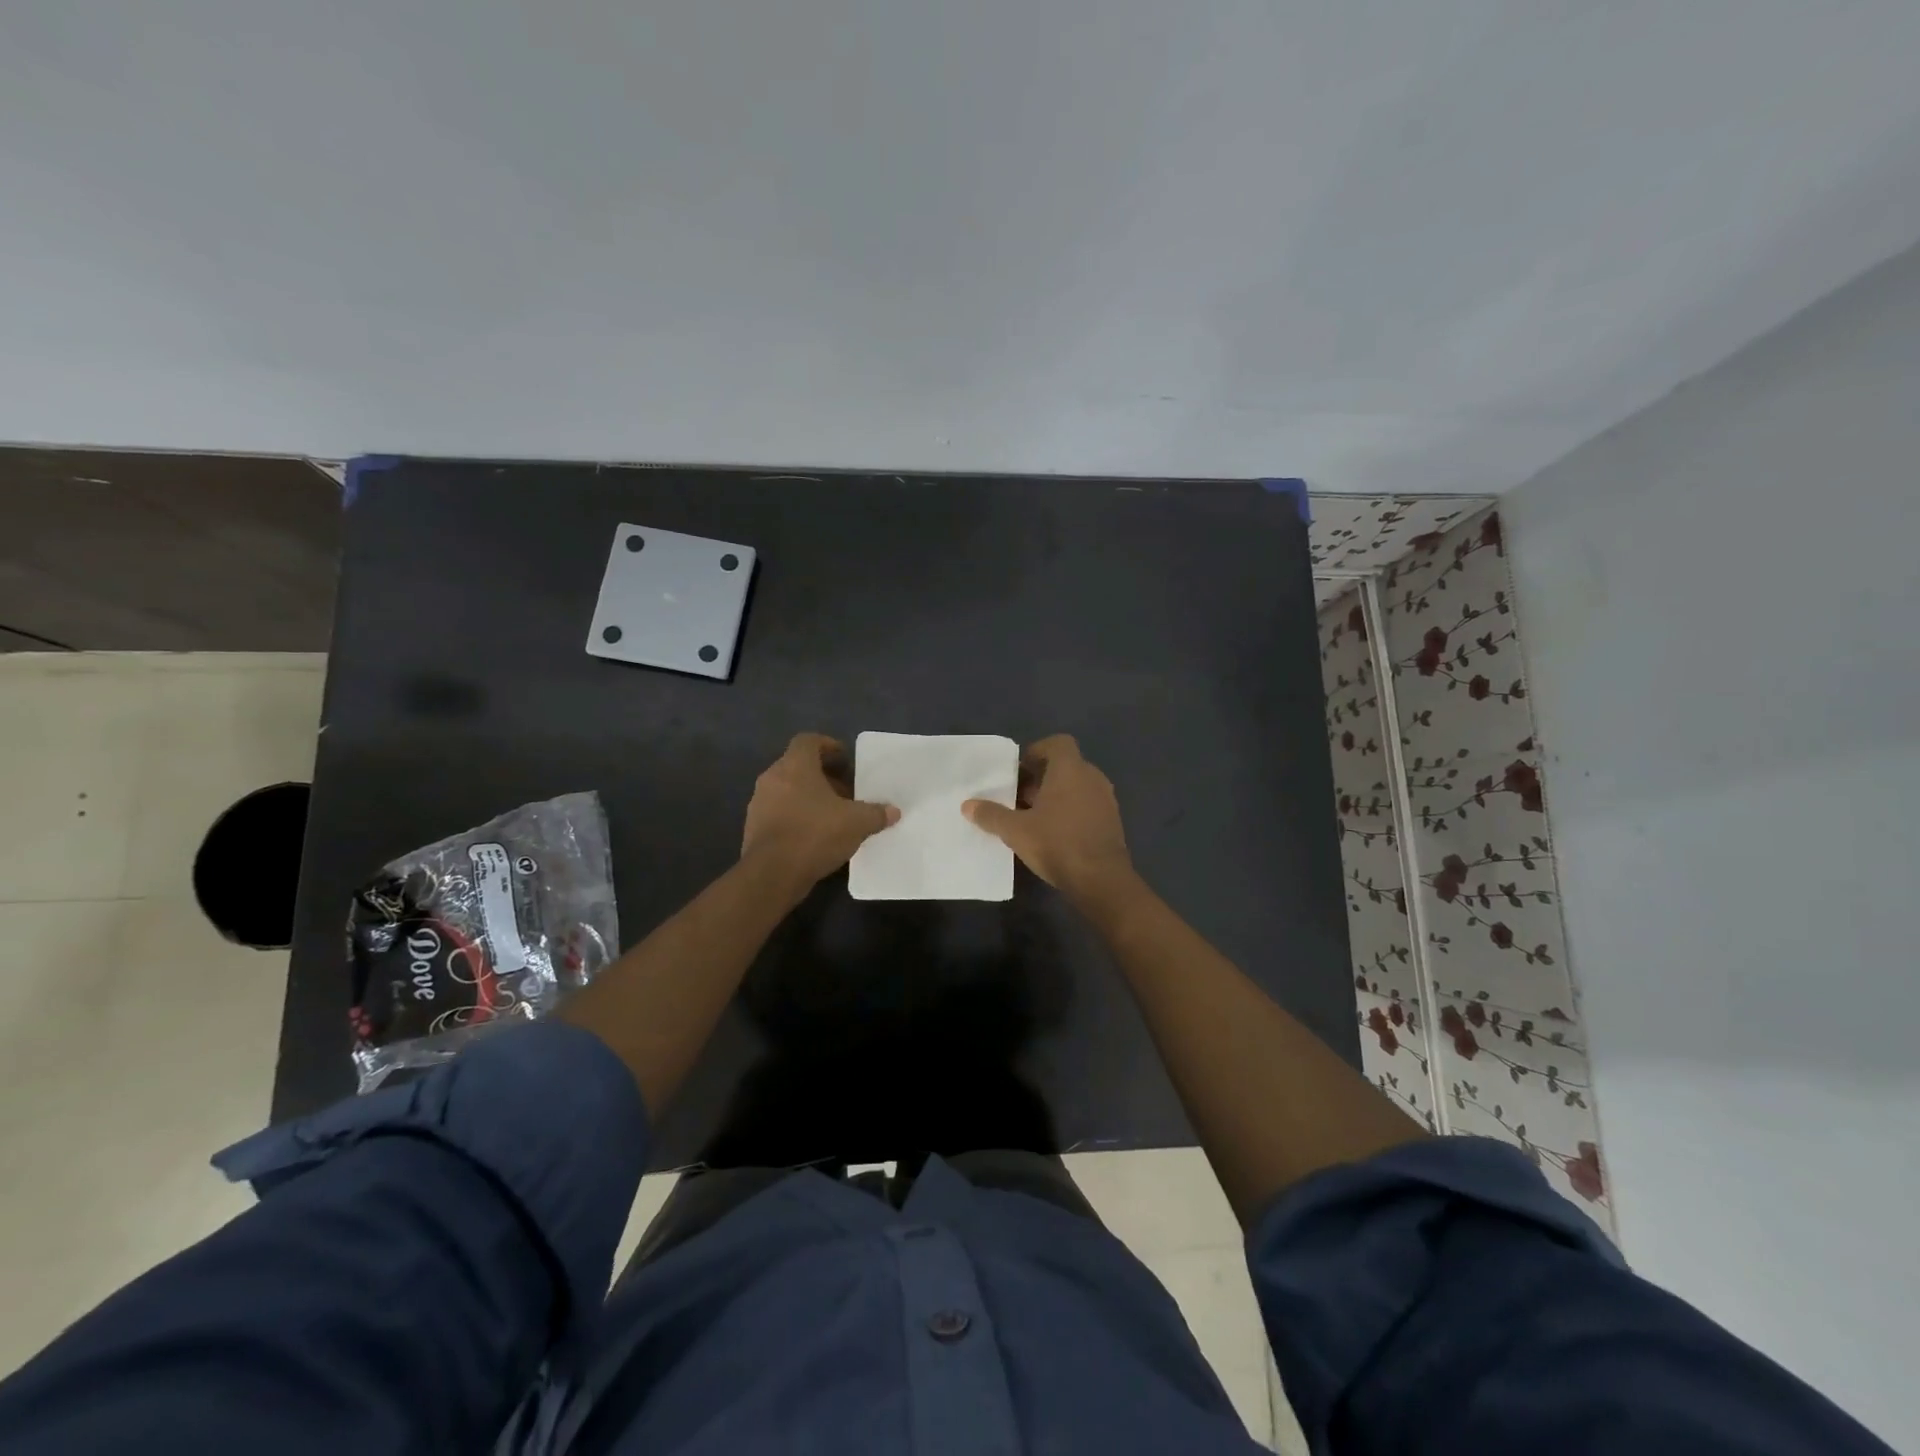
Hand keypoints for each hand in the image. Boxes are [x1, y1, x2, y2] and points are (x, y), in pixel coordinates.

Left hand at [741, 733, 898, 894]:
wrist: (772, 874)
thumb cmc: (815, 834)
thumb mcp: (856, 823)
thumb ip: (876, 814)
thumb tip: (893, 811)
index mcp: (795, 766)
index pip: (808, 741)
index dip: (828, 746)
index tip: (845, 760)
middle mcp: (772, 778)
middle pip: (799, 766)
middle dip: (824, 777)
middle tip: (846, 793)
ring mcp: (759, 803)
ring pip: (788, 791)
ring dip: (810, 798)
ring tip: (833, 816)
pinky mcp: (753, 828)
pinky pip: (779, 813)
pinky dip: (797, 817)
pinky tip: (815, 836)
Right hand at [962, 735, 1133, 903]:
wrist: (1101, 880)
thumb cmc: (1057, 843)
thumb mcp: (1016, 830)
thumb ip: (991, 815)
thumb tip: (967, 805)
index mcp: (1070, 769)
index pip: (1058, 743)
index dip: (1037, 752)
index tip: (1019, 771)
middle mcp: (1092, 777)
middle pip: (1064, 766)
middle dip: (1040, 778)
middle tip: (1017, 797)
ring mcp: (1105, 799)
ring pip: (1076, 787)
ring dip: (1055, 796)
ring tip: (1031, 816)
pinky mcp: (1111, 821)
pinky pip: (1086, 805)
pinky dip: (1069, 811)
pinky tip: (1052, 833)